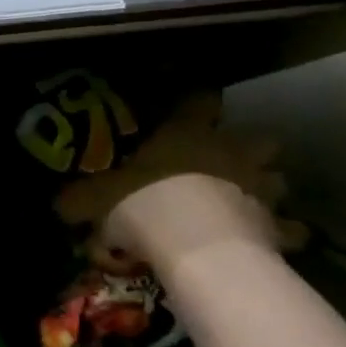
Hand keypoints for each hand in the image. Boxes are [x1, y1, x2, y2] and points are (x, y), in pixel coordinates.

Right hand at [54, 93, 306, 275]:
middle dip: (250, 149)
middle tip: (231, 165)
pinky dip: (283, 236)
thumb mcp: (94, 200)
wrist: (193, 246)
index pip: (199, 100)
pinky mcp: (276, 225)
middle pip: (257, 139)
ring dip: (266, 189)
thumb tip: (58, 201)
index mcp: (188, 134)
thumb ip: (78, 198)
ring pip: (277, 180)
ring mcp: (259, 187)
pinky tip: (272, 245)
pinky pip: (287, 229)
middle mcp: (231, 151)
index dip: (197, 100)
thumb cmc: (144, 206)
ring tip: (250, 205)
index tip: (195, 104)